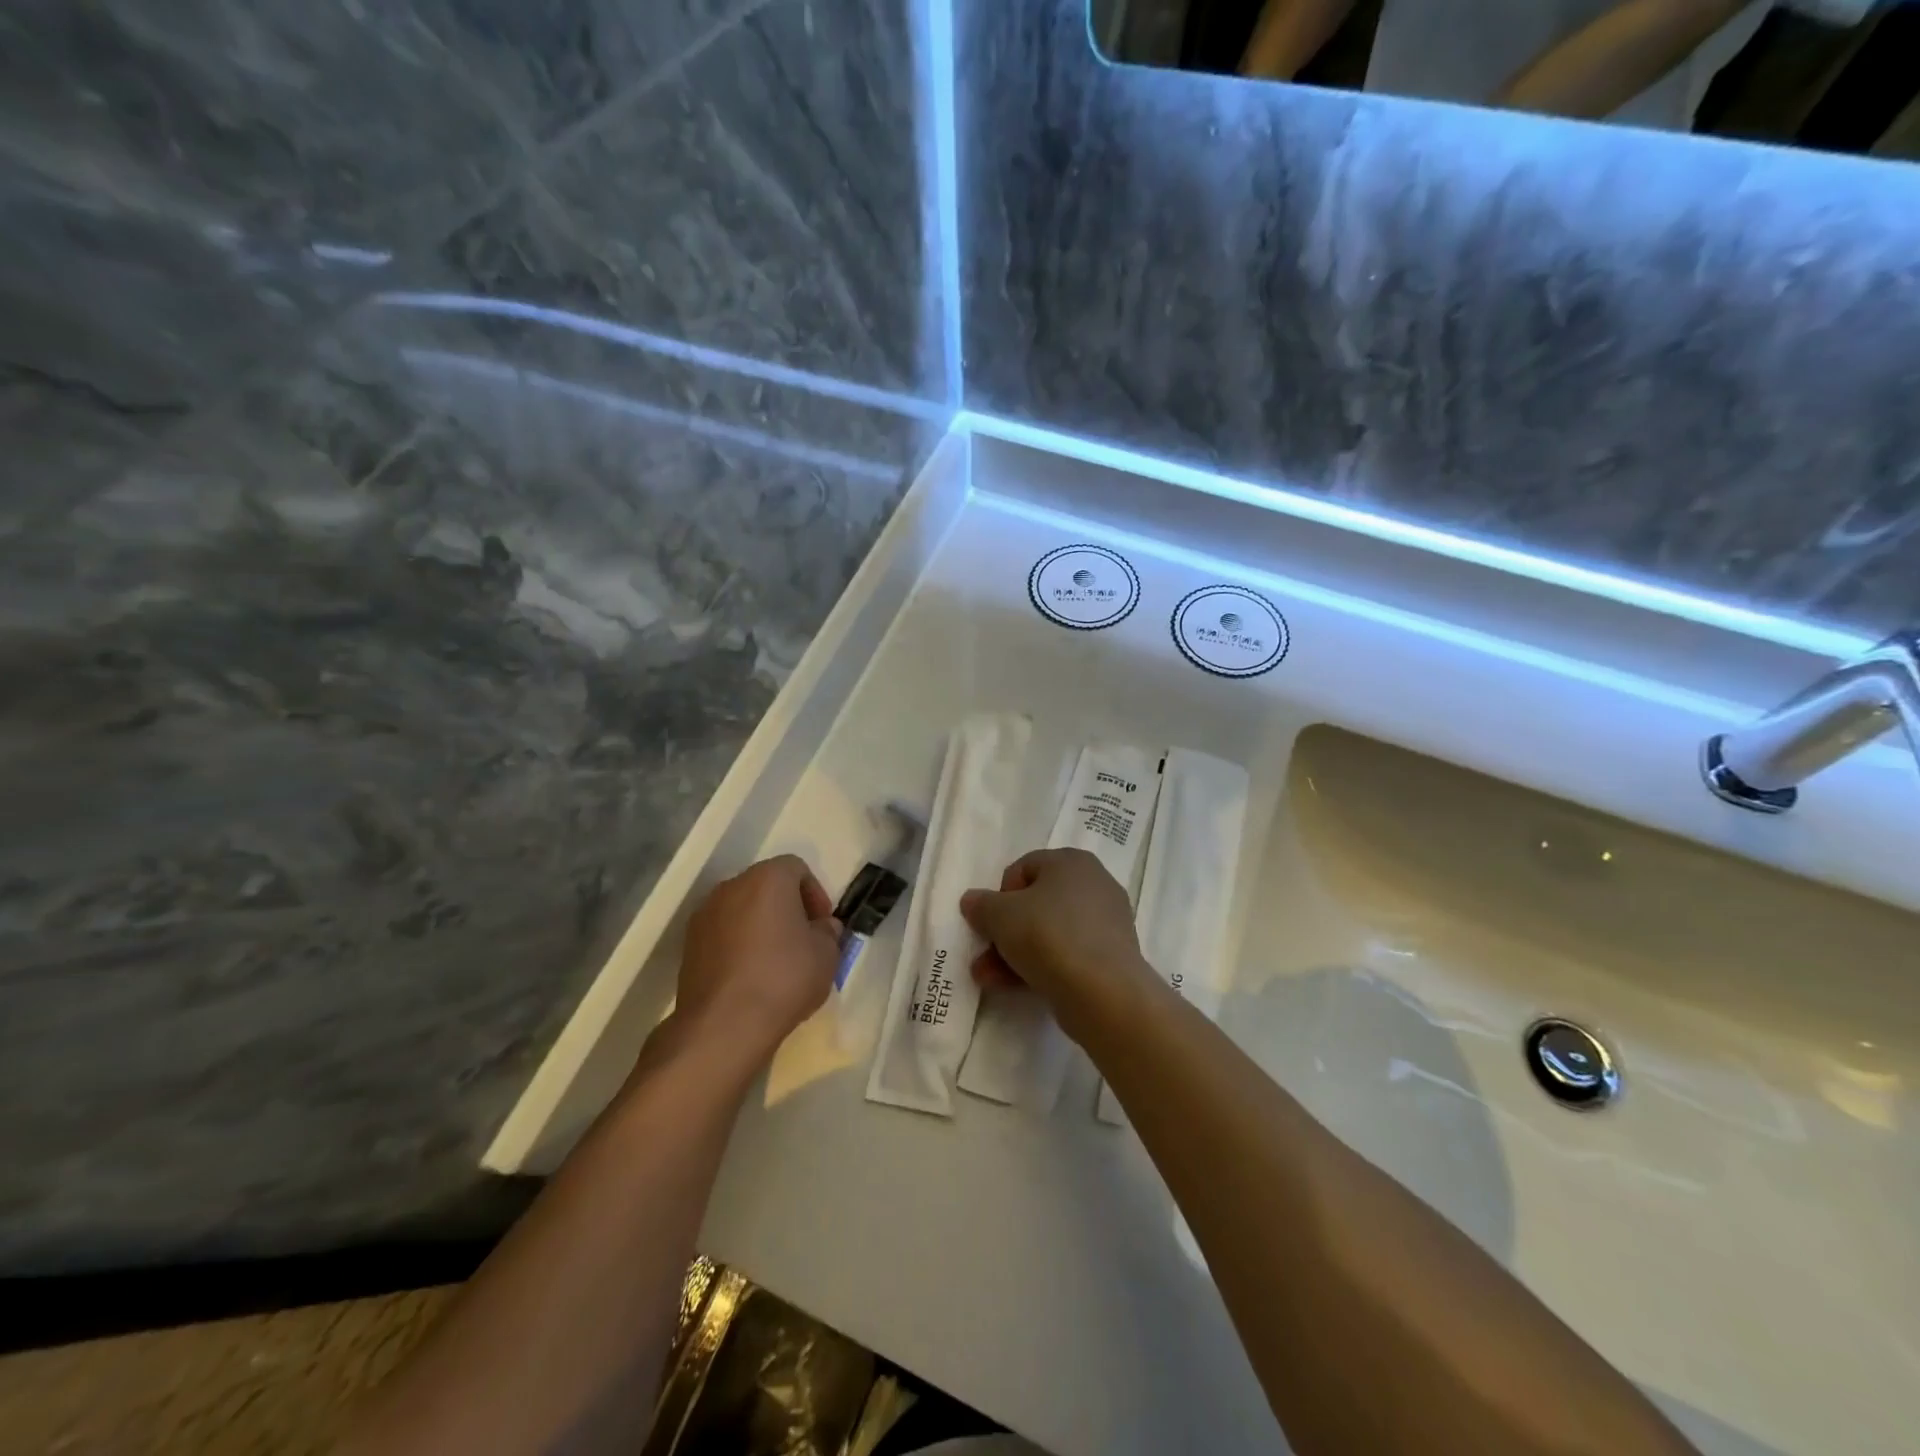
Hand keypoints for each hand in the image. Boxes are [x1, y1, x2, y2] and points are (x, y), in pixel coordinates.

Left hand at [674, 855, 841, 1066]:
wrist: (723, 1026)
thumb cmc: (784, 978)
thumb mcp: (827, 955)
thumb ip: (828, 932)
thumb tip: (821, 927)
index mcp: (767, 878)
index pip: (797, 868)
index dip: (815, 894)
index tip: (822, 925)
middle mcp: (731, 887)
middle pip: (766, 886)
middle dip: (787, 908)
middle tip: (803, 940)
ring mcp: (705, 915)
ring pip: (742, 910)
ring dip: (761, 926)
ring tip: (776, 961)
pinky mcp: (689, 945)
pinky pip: (723, 934)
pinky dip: (739, 945)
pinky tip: (751, 976)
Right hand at [959, 848, 1156, 1040]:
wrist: (1103, 992)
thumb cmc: (1048, 935)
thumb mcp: (1000, 915)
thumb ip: (981, 905)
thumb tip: (972, 901)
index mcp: (1071, 861)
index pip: (1024, 868)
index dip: (1000, 894)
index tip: (990, 921)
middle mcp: (1094, 884)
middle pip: (1036, 903)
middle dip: (1004, 931)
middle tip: (984, 955)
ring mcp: (1106, 922)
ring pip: (1049, 932)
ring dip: (1015, 953)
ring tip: (988, 978)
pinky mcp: (1111, 957)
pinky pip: (1068, 954)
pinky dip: (1041, 966)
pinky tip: (1016, 987)